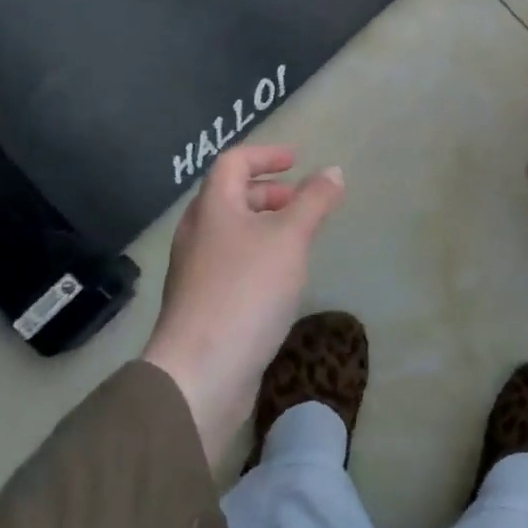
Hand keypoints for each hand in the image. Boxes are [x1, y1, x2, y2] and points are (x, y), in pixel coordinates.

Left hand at [142, 145, 344, 467]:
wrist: (200, 372)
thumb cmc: (246, 291)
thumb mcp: (290, 238)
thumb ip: (314, 201)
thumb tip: (333, 170)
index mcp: (213, 208)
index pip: (234, 162)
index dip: (266, 154)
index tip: (296, 161)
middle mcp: (197, 233)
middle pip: (230, 196)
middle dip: (268, 192)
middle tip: (300, 202)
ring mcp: (195, 271)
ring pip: (231, 232)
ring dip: (264, 225)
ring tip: (297, 240)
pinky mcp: (201, 304)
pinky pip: (231, 263)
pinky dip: (257, 255)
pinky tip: (279, 280)